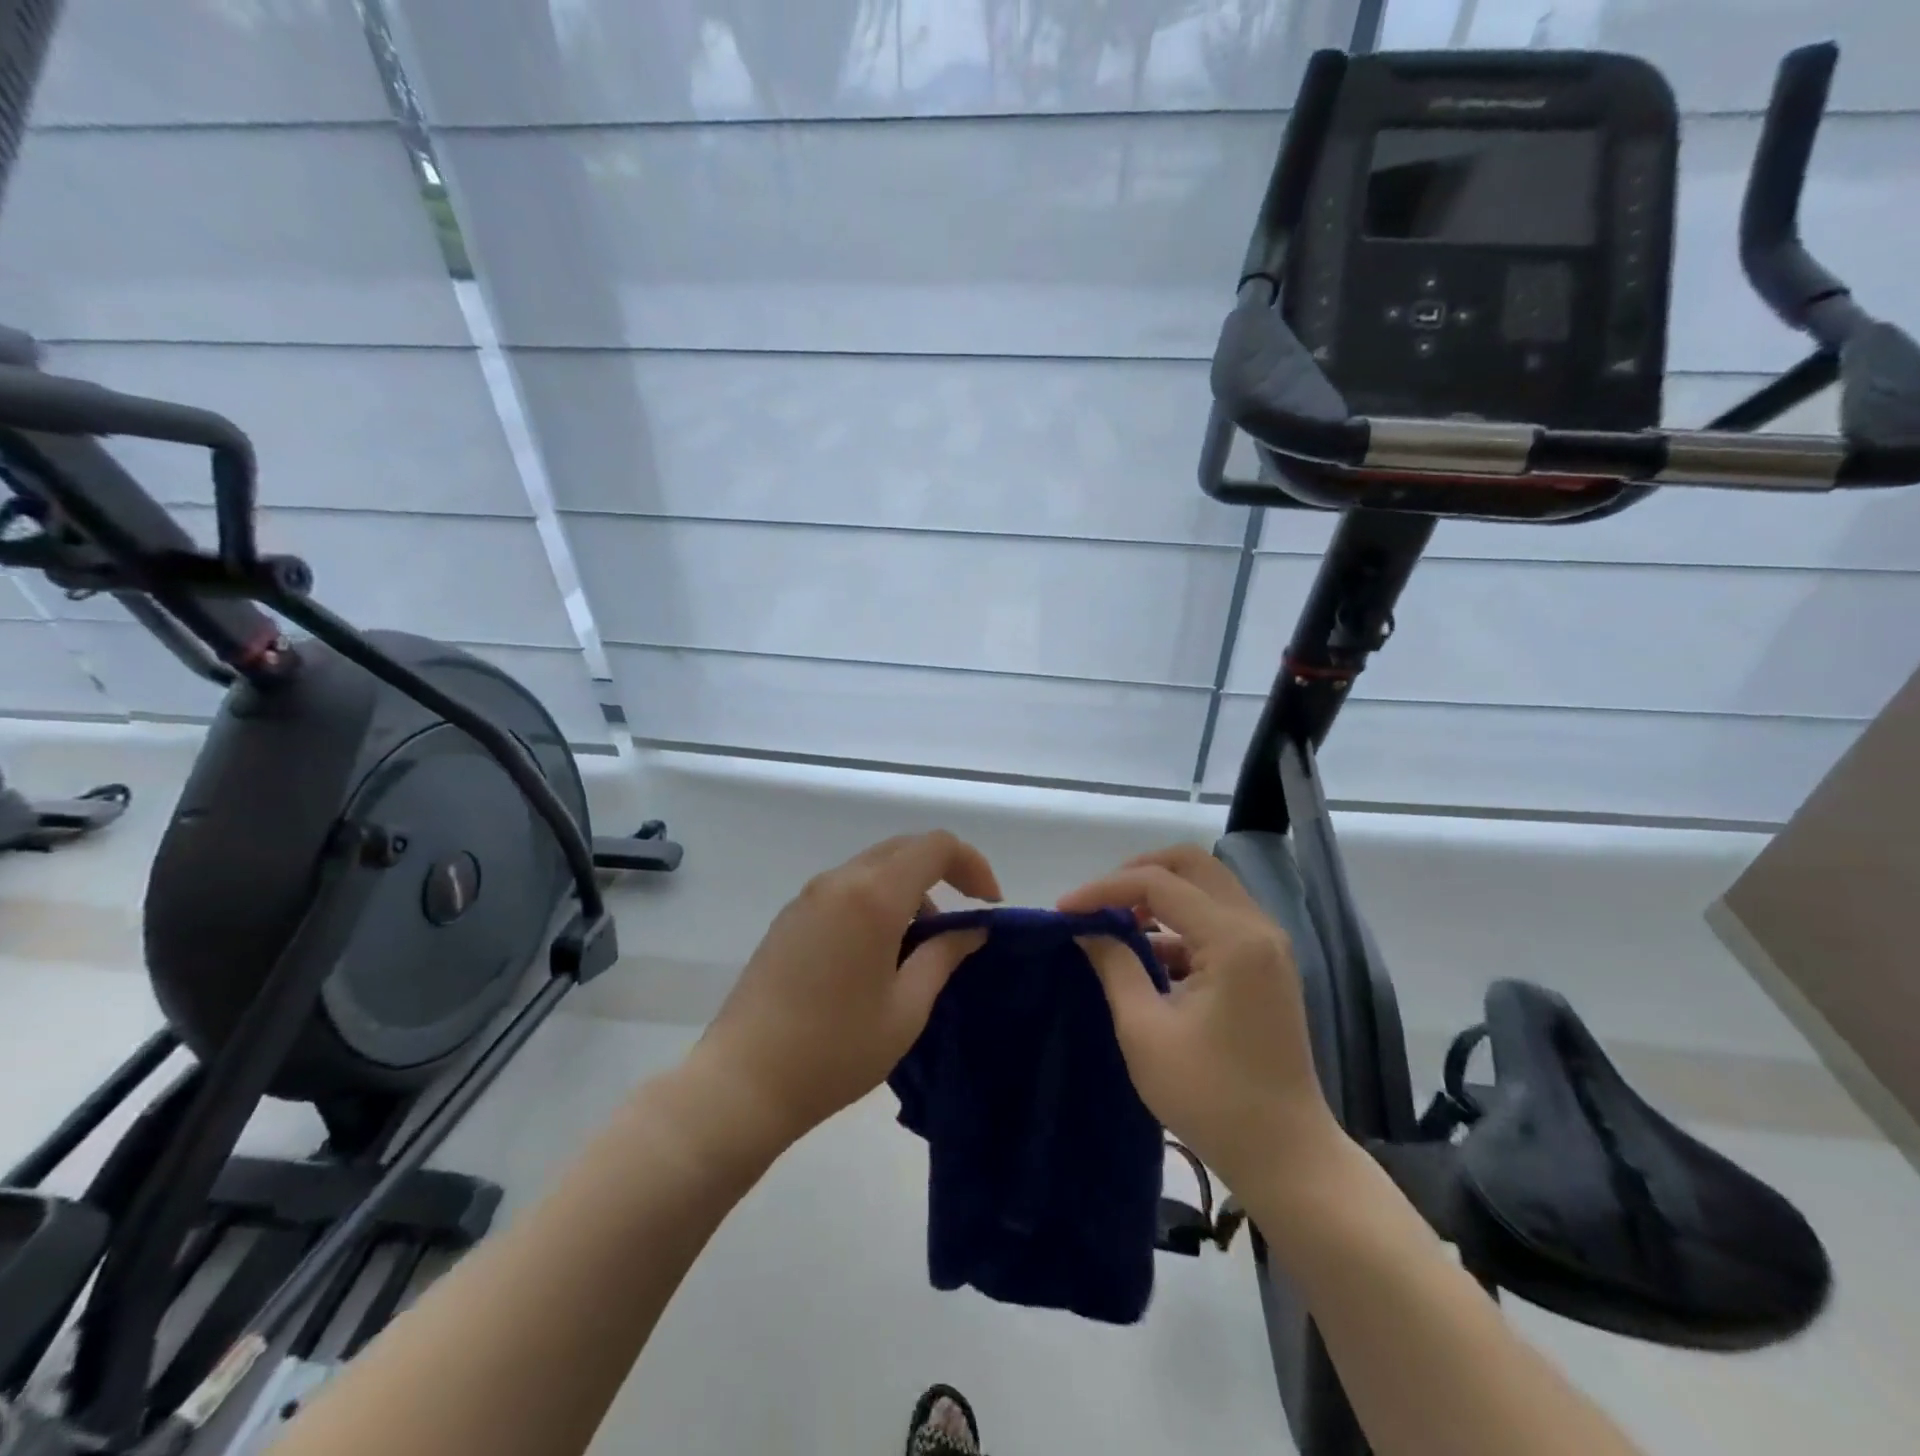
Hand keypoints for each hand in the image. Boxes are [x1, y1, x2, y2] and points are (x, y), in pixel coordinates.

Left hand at [692, 831, 1001, 1151]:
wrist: (743, 1081)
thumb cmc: (836, 1049)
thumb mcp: (906, 1008)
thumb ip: (944, 955)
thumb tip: (972, 928)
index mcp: (873, 896)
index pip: (936, 846)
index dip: (973, 864)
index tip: (989, 904)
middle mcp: (840, 881)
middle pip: (905, 848)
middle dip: (944, 871)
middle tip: (965, 916)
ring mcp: (809, 896)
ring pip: (874, 867)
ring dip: (910, 887)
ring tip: (923, 944)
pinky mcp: (791, 916)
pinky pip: (847, 888)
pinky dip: (878, 900)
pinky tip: (880, 951)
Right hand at [1059, 844, 1343, 1193]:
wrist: (1287, 1156)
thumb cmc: (1211, 1098)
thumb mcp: (1145, 1031)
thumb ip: (1114, 966)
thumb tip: (1086, 928)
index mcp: (1233, 939)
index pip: (1158, 883)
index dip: (1104, 890)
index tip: (1064, 911)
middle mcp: (1258, 927)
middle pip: (1192, 865)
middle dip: (1137, 873)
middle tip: (1098, 902)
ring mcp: (1268, 945)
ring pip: (1207, 887)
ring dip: (1159, 896)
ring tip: (1115, 926)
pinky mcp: (1267, 965)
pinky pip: (1217, 919)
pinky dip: (1179, 923)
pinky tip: (1148, 956)